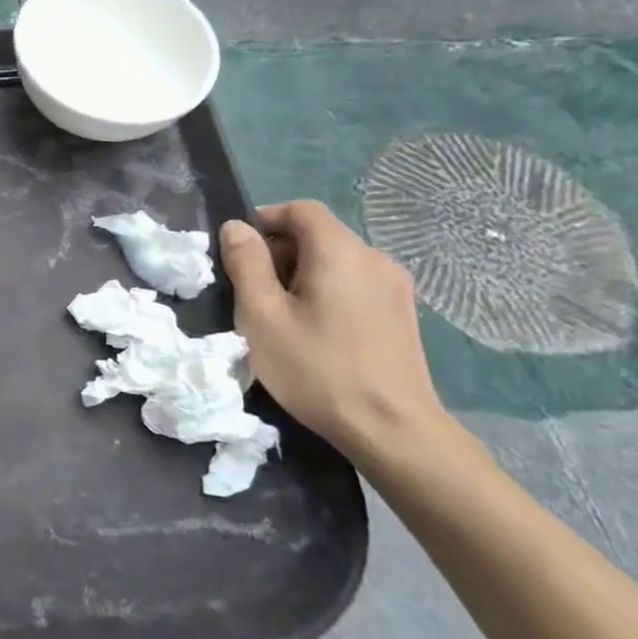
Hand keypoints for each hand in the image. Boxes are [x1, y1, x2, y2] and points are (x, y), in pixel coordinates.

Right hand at [220, 202, 476, 474]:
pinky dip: (325, 292)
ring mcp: (395, 287)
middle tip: (250, 290)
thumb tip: (236, 227)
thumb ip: (246, 264)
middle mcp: (375, 258)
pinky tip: (313, 330)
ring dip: (300, 275)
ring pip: (336, 261)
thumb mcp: (262, 315)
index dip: (265, 219)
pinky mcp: (401, 313)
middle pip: (319, 234)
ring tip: (278, 315)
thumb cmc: (317, 368)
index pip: (301, 209)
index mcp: (341, 252)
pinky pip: (354, 284)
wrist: (392, 429)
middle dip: (279, 251)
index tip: (238, 251)